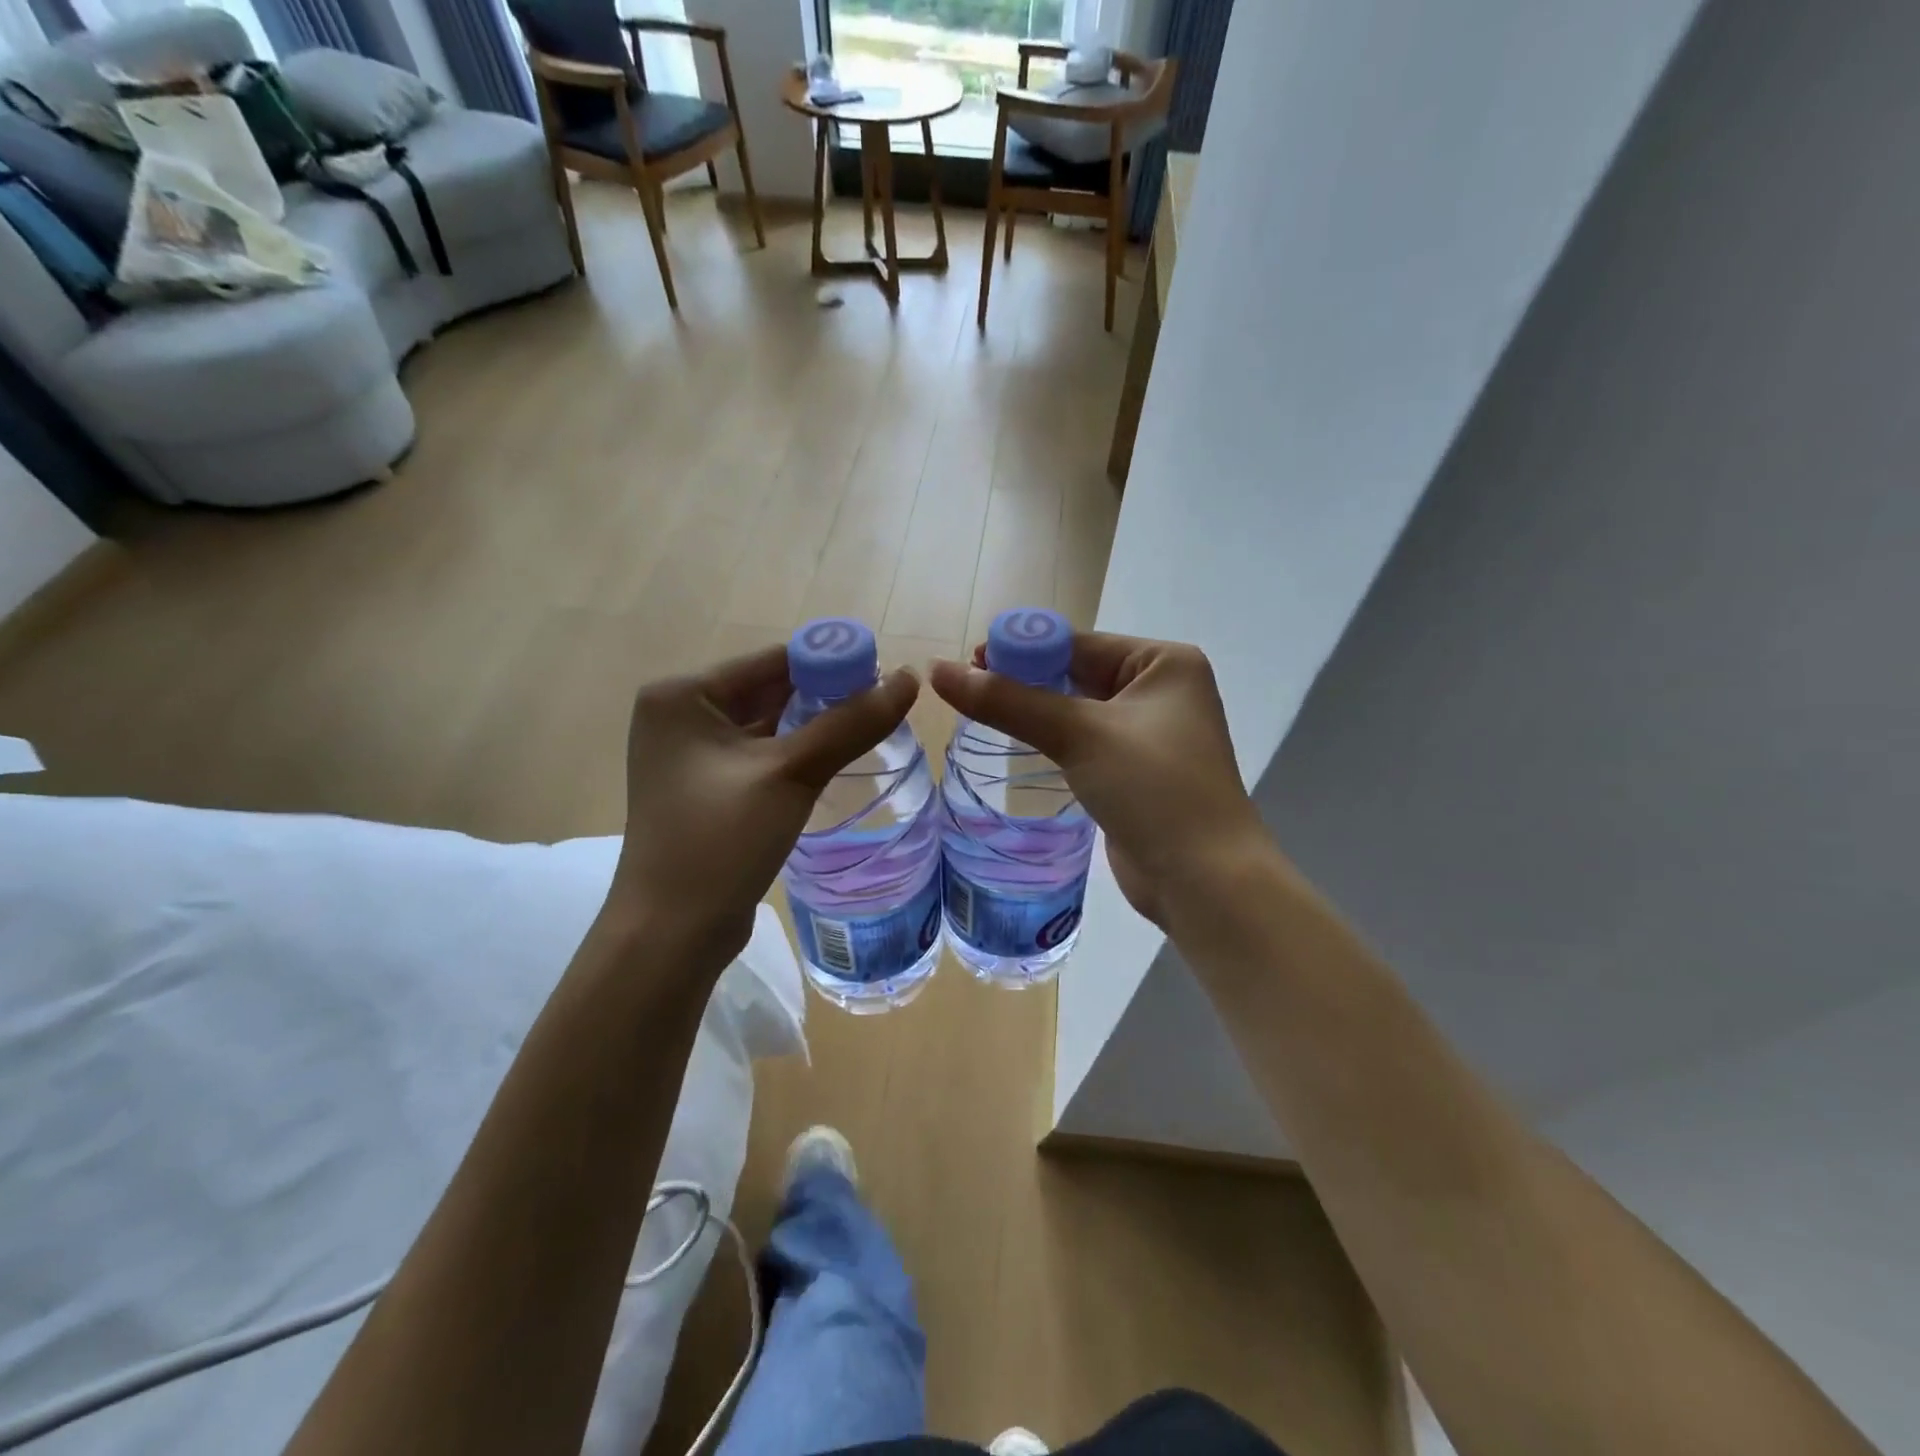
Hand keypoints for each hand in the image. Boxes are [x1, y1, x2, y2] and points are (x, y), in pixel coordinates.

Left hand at [609, 645, 918, 968]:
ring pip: (769, 724)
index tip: (885, 673)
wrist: (671, 934)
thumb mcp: (790, 775)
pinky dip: (798, 753)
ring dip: (815, 726)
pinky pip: (762, 755)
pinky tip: (838, 758)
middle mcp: (681, 715)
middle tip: (886, 702)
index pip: (772, 661)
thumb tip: (909, 679)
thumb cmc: (720, 842)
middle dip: (826, 695)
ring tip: (874, 727)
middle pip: (770, 690)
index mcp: (682, 696)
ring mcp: (691, 755)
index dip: (832, 662)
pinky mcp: (707, 788)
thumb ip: (850, 724)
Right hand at [929, 634, 1269, 928]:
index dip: (1022, 649)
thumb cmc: (1152, 788)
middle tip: (968, 688)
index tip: (969, 661)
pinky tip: (1019, 745)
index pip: (1079, 643)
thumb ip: (1008, 701)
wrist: (1204, 879)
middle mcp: (1162, 690)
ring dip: (1036, 712)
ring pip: (1079, 710)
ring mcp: (1151, 733)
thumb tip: (938, 670)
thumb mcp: (1078, 734)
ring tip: (981, 713)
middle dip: (1026, 680)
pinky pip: (1087, 742)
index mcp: (1164, 662)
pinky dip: (1054, 741)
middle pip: (1078, 673)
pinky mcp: (1137, 770)